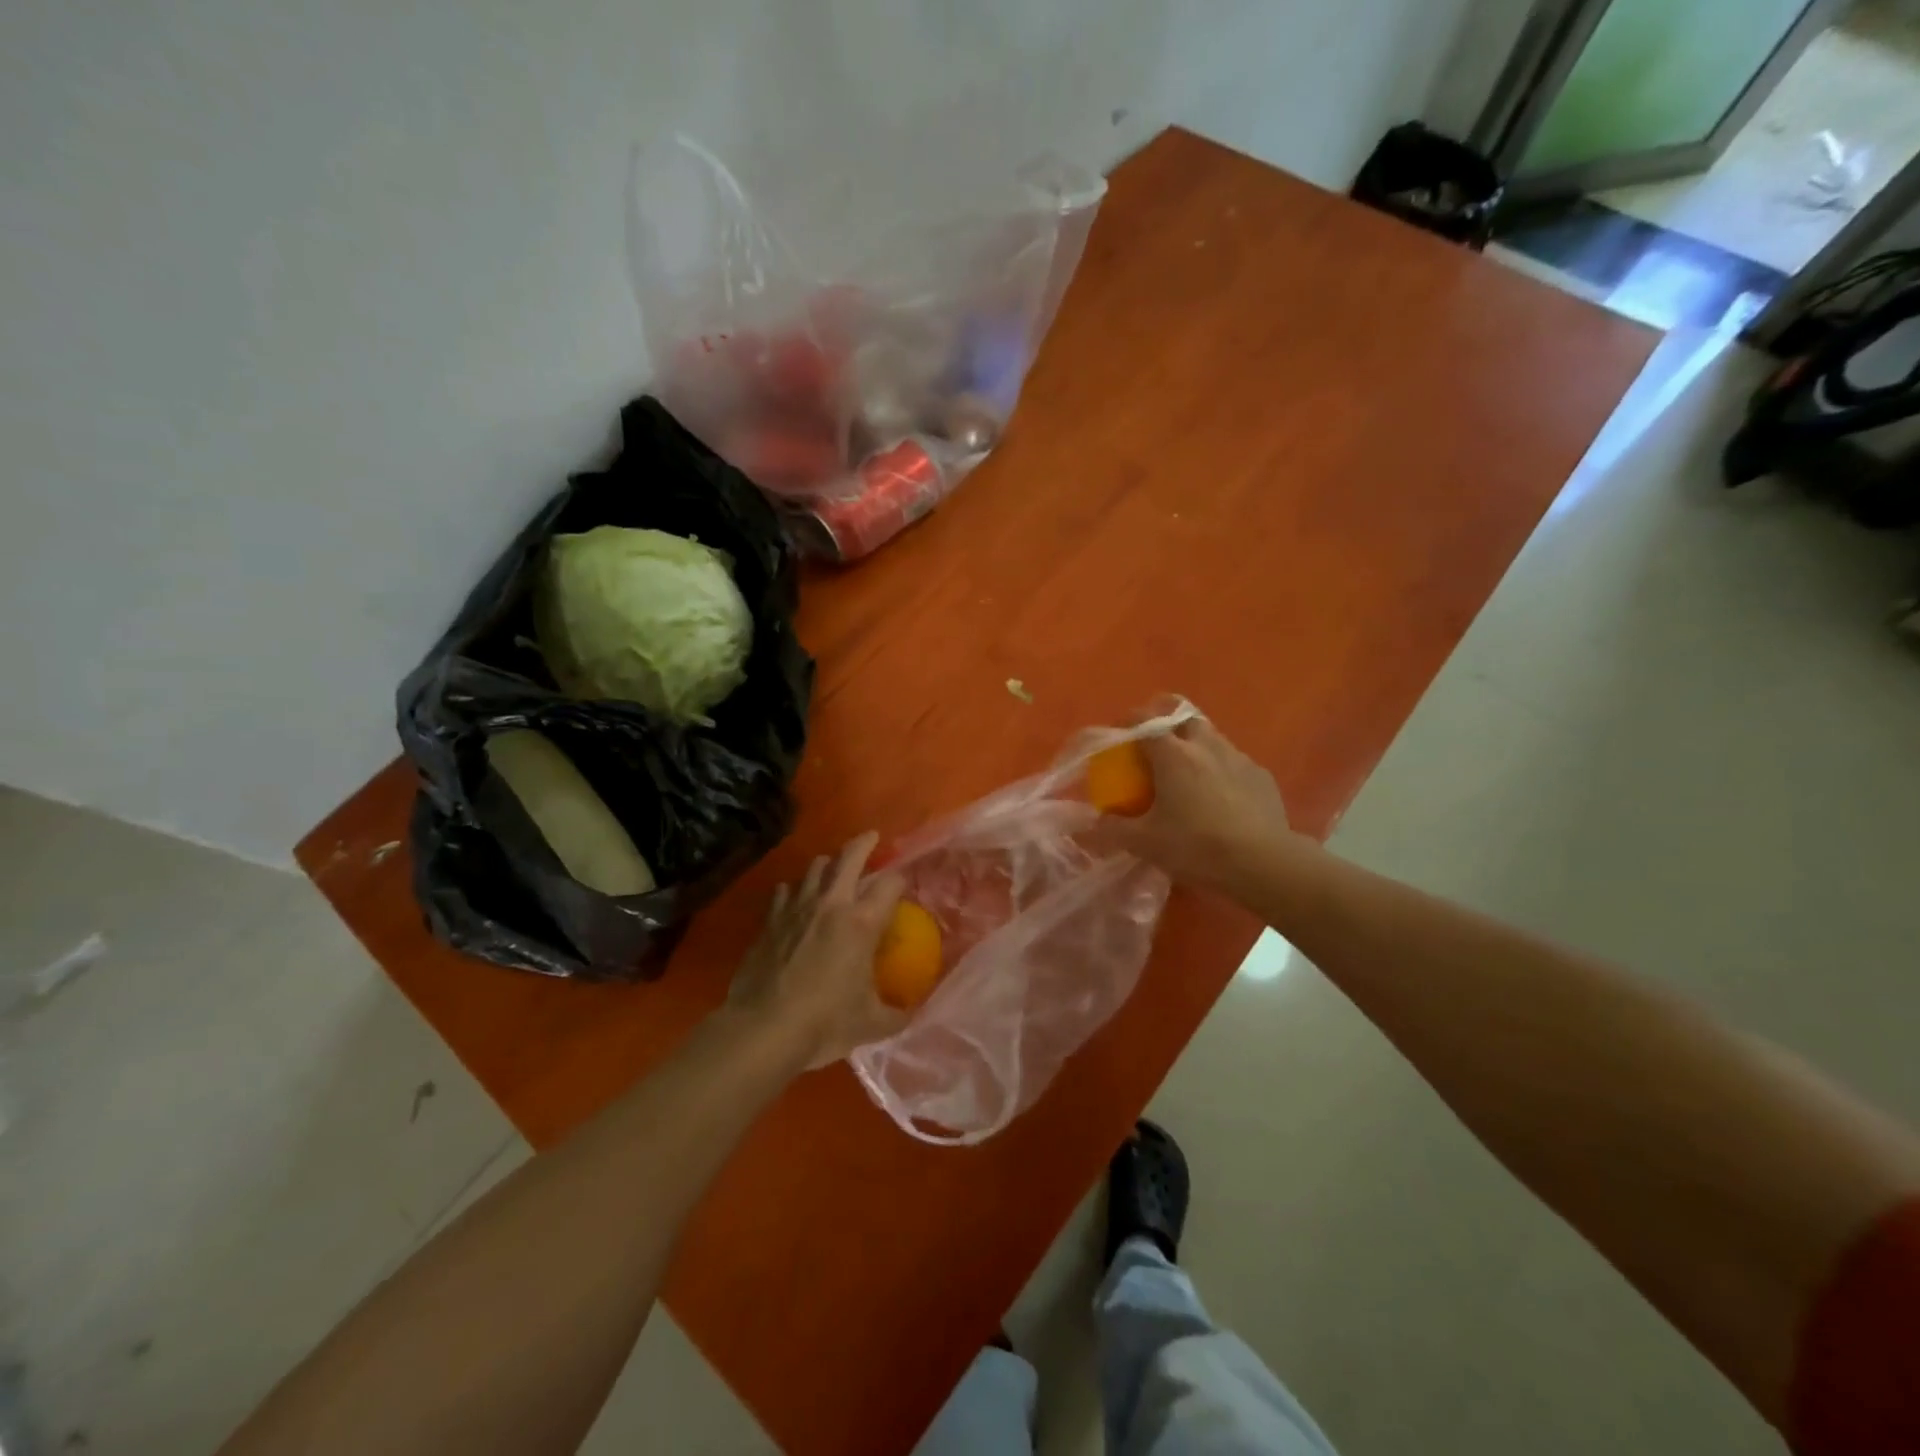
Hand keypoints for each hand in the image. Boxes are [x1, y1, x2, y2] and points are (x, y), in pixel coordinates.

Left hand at [729, 832, 908, 1069]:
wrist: (763, 1029)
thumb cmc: (824, 1023)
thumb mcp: (870, 1024)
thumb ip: (896, 1014)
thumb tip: (912, 1013)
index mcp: (862, 923)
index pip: (890, 884)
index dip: (900, 880)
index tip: (903, 885)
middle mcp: (831, 904)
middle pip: (850, 856)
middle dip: (864, 843)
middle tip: (871, 839)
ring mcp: (796, 908)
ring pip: (814, 867)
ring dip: (828, 865)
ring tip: (833, 870)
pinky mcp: (770, 920)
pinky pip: (785, 891)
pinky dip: (795, 890)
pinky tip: (795, 900)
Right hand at [1091, 717, 1296, 895]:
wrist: (1262, 863)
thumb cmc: (1196, 846)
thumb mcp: (1144, 843)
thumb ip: (1112, 829)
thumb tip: (1091, 823)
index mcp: (1173, 754)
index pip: (1144, 721)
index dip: (1128, 723)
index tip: (1118, 736)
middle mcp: (1206, 745)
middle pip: (1182, 718)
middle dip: (1166, 725)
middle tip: (1154, 749)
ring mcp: (1238, 758)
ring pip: (1211, 737)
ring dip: (1195, 746)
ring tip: (1187, 773)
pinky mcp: (1261, 776)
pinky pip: (1234, 762)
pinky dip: (1220, 769)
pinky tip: (1219, 796)